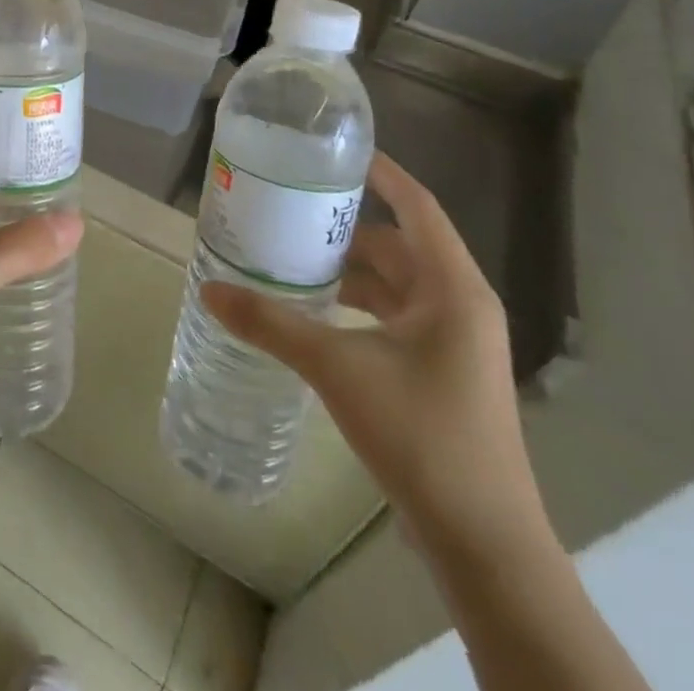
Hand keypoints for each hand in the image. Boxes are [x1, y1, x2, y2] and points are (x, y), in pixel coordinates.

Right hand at [201, 152, 545, 565]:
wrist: (484, 542)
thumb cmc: (421, 434)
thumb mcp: (337, 369)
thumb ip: (270, 324)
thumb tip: (209, 291)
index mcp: (453, 289)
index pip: (417, 206)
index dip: (381, 173)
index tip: (336, 151)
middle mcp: (461, 306)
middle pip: (399, 245)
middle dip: (347, 227)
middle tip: (291, 209)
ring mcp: (456, 343)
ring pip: (396, 284)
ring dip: (350, 270)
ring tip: (293, 257)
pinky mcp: (443, 373)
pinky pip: (396, 317)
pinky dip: (359, 305)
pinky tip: (317, 313)